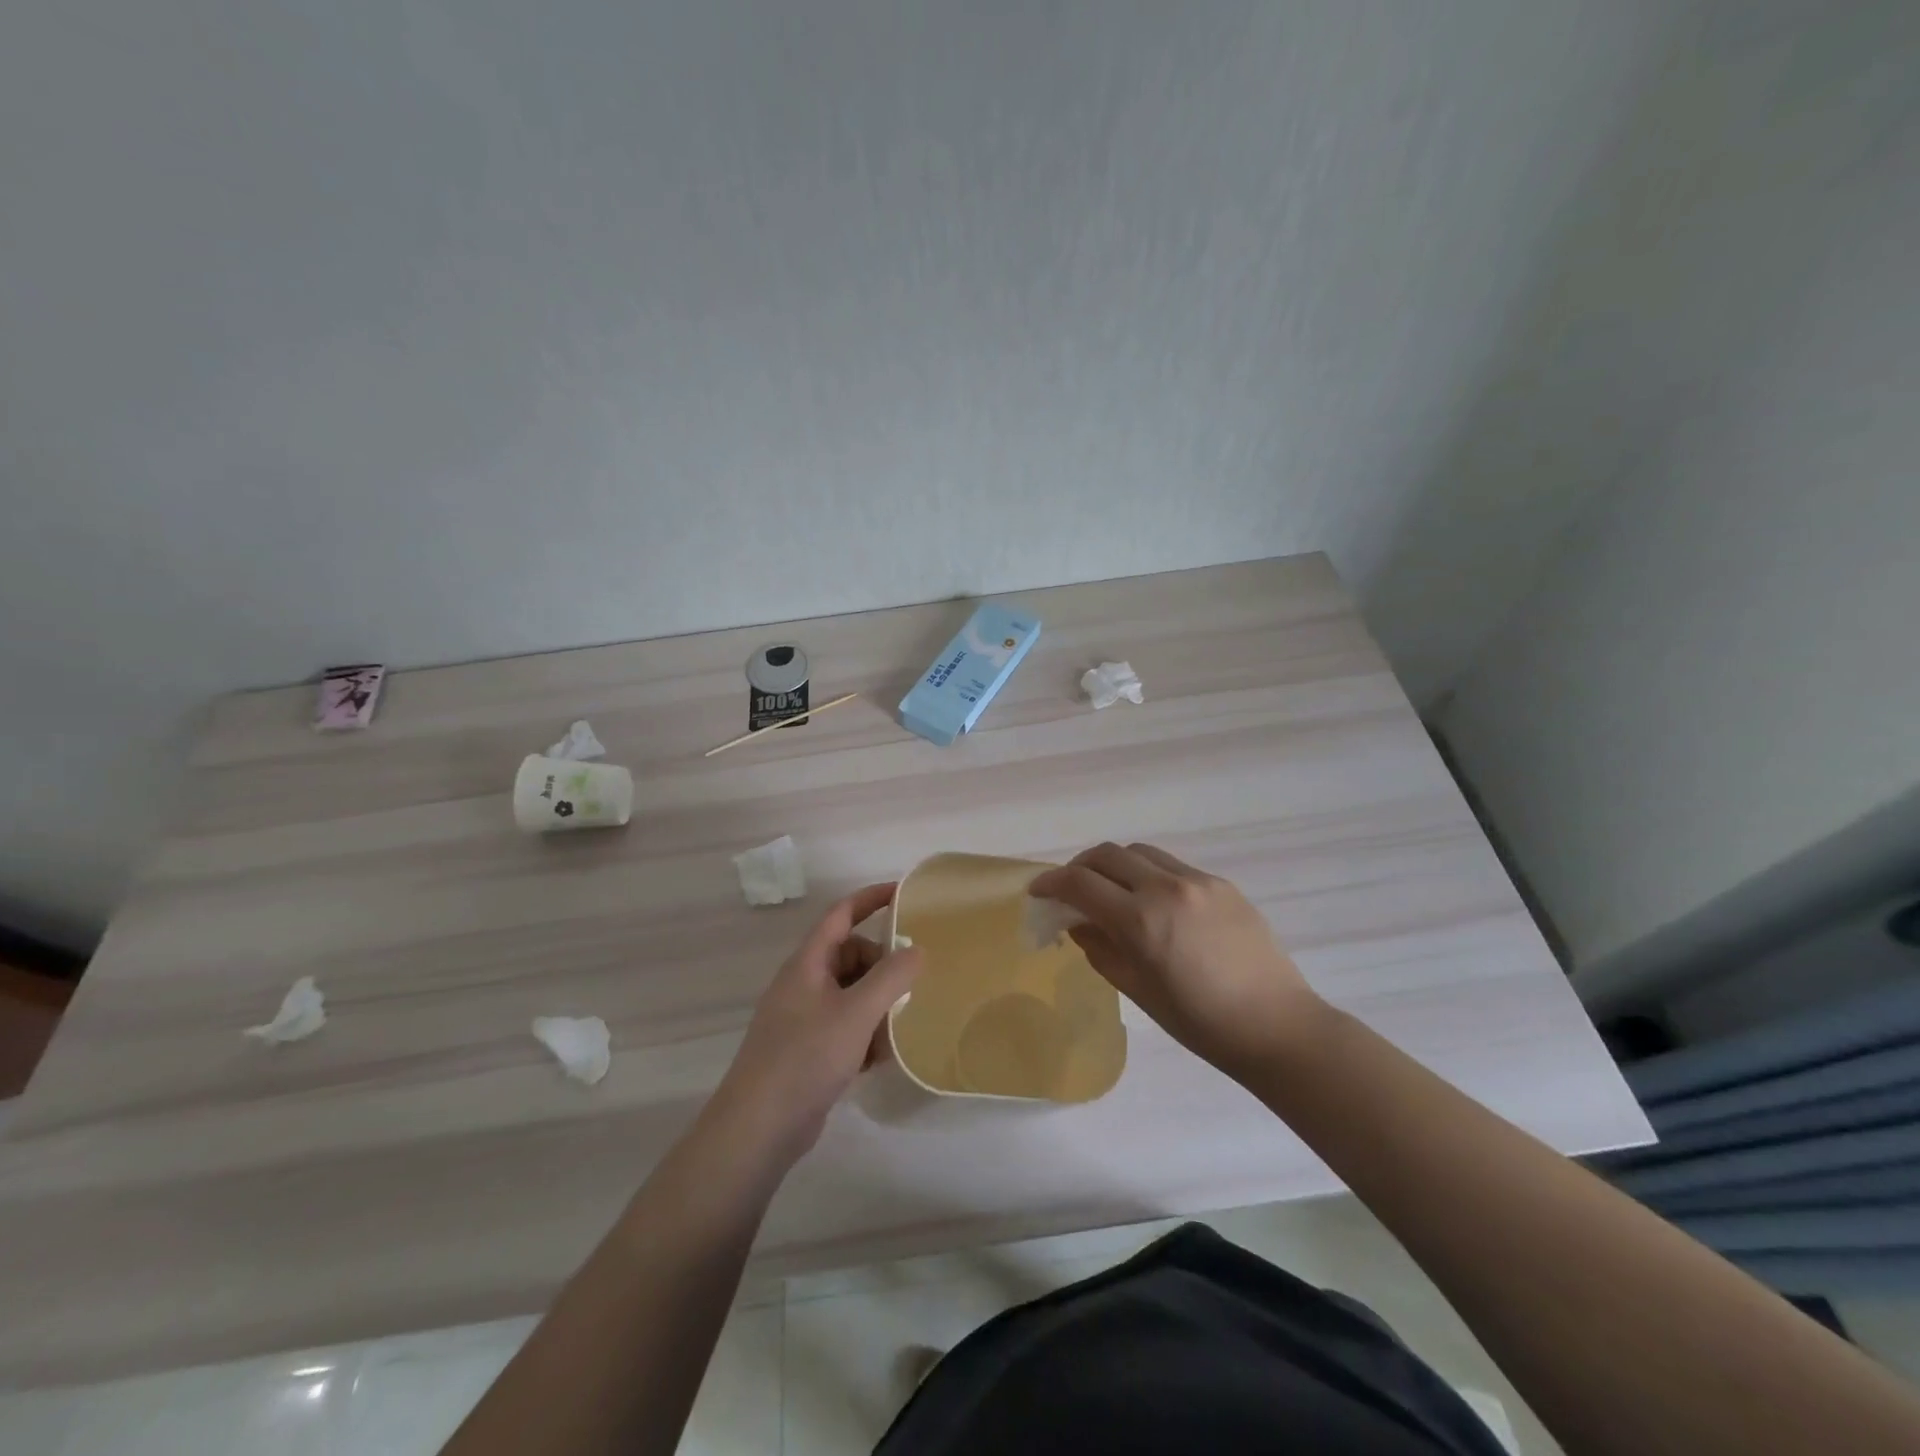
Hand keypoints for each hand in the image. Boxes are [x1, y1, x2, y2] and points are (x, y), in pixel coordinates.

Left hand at [710, 884, 922, 1170]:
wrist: (758, 1128)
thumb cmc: (805, 1058)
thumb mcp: (856, 1013)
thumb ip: (891, 977)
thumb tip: (917, 950)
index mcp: (808, 963)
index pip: (842, 914)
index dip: (871, 898)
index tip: (904, 894)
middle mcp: (804, 983)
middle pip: (851, 956)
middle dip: (882, 968)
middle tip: (909, 988)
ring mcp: (803, 1017)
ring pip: (851, 994)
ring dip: (877, 1006)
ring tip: (896, 1031)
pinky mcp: (807, 1049)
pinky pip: (845, 1025)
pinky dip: (865, 1034)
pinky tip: (878, 1060)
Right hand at [1028, 843, 1324, 1083]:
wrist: (1277, 1026)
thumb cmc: (1200, 1023)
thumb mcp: (1138, 991)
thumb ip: (1100, 949)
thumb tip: (1077, 923)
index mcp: (1141, 921)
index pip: (1080, 884)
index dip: (1051, 883)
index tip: (1037, 891)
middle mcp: (1166, 888)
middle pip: (1107, 854)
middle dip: (1079, 867)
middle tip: (1070, 890)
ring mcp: (1197, 881)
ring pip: (1139, 852)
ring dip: (1114, 864)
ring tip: (1111, 890)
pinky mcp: (1221, 883)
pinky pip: (1171, 865)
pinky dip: (1147, 873)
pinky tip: (1152, 902)